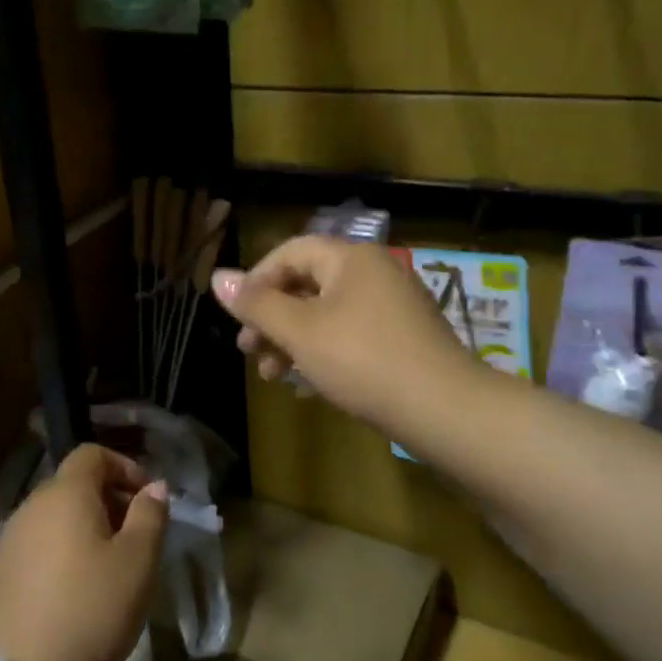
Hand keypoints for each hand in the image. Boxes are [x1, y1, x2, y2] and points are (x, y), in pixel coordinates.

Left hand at [0, 444, 167, 660]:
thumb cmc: (91, 610)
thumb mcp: (138, 562)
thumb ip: (150, 516)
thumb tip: (154, 487)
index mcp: (65, 494)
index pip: (92, 455)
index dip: (124, 467)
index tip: (147, 500)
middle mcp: (30, 507)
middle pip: (72, 485)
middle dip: (108, 500)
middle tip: (136, 537)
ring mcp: (9, 541)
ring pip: (54, 518)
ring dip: (85, 529)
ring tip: (110, 568)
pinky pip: (37, 547)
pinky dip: (61, 553)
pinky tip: (76, 592)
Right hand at [212, 236, 468, 429]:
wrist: (443, 408)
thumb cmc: (362, 360)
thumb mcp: (300, 331)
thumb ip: (257, 304)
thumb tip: (218, 277)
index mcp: (351, 259)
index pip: (291, 251)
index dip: (257, 280)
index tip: (238, 316)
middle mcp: (375, 272)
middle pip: (307, 284)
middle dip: (272, 318)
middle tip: (248, 350)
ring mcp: (393, 306)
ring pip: (327, 314)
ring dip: (293, 340)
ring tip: (271, 375)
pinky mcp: (403, 338)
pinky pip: (351, 335)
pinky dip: (323, 352)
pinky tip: (307, 385)